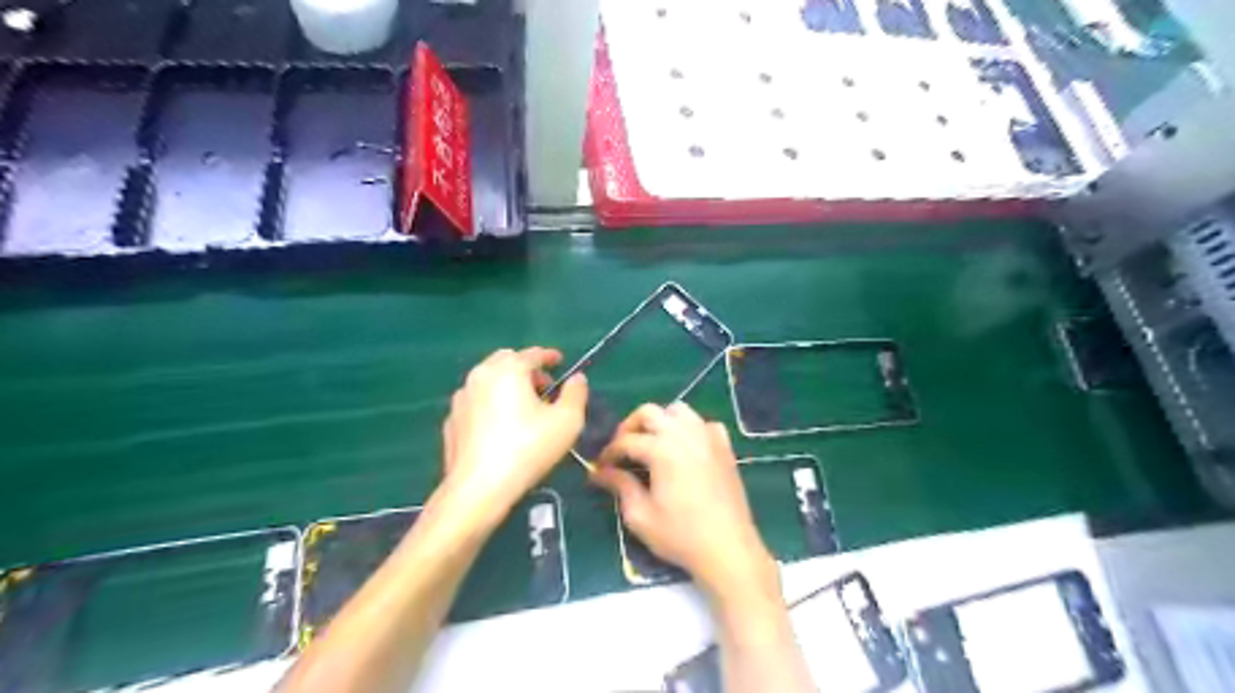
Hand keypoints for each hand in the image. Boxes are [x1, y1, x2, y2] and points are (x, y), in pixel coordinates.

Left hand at [438, 349, 587, 528]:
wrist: (479, 488)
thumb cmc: (528, 449)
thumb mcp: (568, 421)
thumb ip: (576, 393)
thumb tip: (577, 379)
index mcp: (508, 370)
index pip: (532, 354)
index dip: (550, 356)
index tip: (561, 361)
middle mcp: (480, 376)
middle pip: (506, 362)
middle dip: (526, 370)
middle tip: (544, 389)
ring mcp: (461, 399)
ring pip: (488, 381)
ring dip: (507, 386)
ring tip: (523, 409)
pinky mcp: (451, 421)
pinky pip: (476, 404)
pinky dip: (490, 406)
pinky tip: (500, 428)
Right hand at [587, 402, 767, 598]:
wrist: (728, 549)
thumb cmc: (681, 536)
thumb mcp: (640, 515)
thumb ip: (620, 486)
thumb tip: (600, 472)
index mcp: (662, 449)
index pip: (626, 441)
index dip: (609, 453)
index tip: (600, 468)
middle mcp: (685, 434)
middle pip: (649, 412)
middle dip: (630, 427)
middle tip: (622, 450)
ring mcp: (708, 437)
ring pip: (678, 411)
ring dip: (660, 421)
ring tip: (651, 444)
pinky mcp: (725, 447)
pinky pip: (703, 423)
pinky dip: (689, 428)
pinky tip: (684, 448)